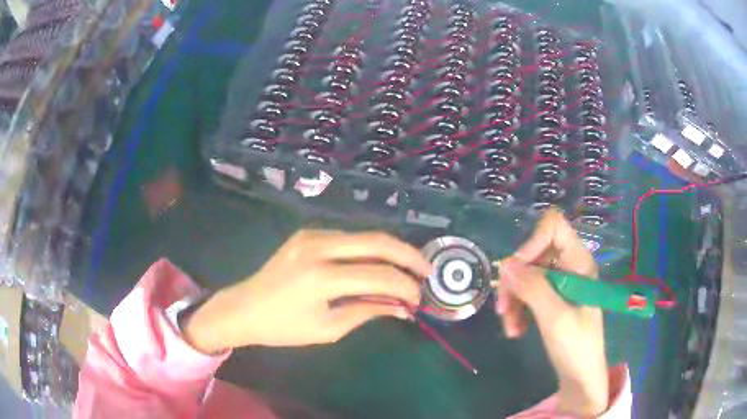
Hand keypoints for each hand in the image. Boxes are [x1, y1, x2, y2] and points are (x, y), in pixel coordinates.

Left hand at [182, 230, 430, 352]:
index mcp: (321, 277)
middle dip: (408, 255)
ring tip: (409, 268)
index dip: (405, 286)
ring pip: (365, 234)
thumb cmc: (283, 327)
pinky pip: (349, 237)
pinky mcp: (308, 232)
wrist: (244, 307)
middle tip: (427, 270)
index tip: (419, 298)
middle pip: (377, 241)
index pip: (378, 275)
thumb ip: (367, 311)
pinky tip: (380, 262)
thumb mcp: (328, 328)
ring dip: (391, 250)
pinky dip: (370, 248)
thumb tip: (402, 307)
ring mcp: (311, 234)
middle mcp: (318, 246)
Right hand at [495, 208, 607, 416]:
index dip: (532, 243)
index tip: (517, 272)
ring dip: (514, 299)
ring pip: (527, 275)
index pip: (553, 227)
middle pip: (534, 254)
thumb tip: (505, 264)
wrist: (580, 377)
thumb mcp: (554, 317)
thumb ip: (532, 288)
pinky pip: (528, 293)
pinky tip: (515, 330)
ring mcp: (560, 283)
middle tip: (503, 309)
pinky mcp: (553, 299)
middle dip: (516, 281)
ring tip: (510, 327)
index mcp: (578, 262)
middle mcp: (569, 266)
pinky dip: (518, 309)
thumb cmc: (576, 346)